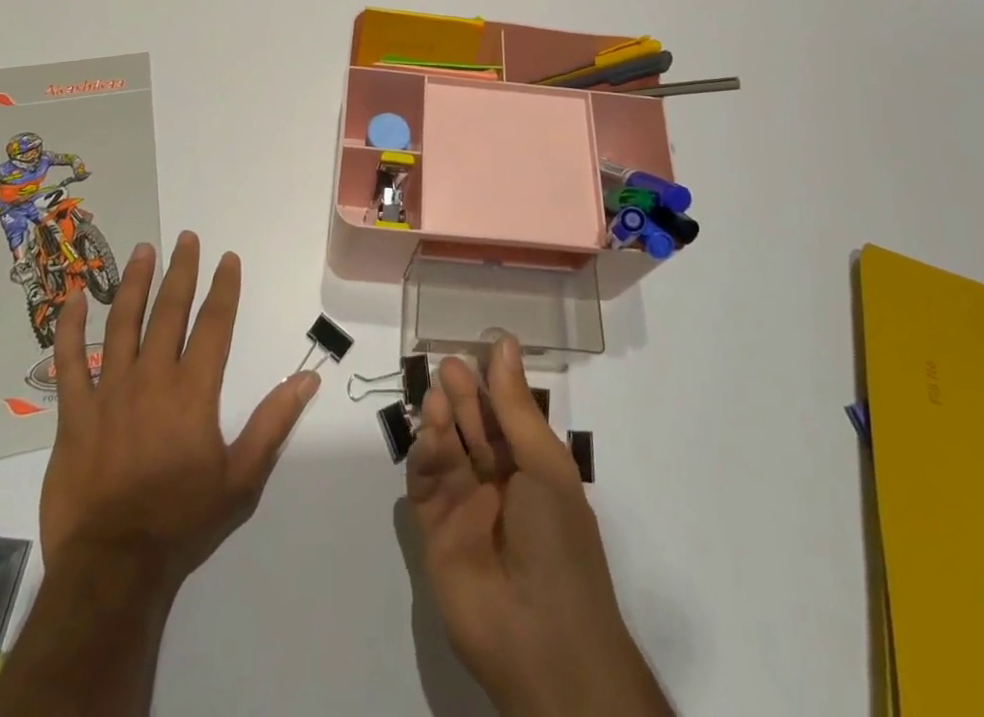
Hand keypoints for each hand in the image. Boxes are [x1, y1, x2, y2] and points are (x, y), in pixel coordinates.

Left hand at [39, 231, 319, 597]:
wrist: (112, 568)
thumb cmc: (182, 522)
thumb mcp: (242, 478)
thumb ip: (273, 423)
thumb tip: (308, 378)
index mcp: (193, 391)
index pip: (214, 324)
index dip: (224, 288)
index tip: (228, 259)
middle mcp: (152, 378)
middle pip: (169, 311)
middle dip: (181, 271)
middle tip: (186, 238)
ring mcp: (109, 392)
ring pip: (122, 323)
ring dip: (134, 283)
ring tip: (143, 251)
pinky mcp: (73, 414)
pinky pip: (68, 362)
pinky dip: (69, 329)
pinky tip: (71, 299)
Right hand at [405, 338, 672, 716]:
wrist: (542, 641)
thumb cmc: (558, 541)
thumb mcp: (544, 464)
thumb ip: (515, 405)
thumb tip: (504, 343)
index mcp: (533, 469)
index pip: (507, 416)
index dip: (493, 383)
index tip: (478, 346)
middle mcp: (499, 485)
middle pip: (474, 429)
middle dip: (462, 396)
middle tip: (448, 364)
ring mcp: (466, 508)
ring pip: (448, 451)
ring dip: (442, 420)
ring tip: (437, 392)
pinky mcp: (435, 533)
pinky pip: (426, 485)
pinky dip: (425, 455)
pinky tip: (429, 431)